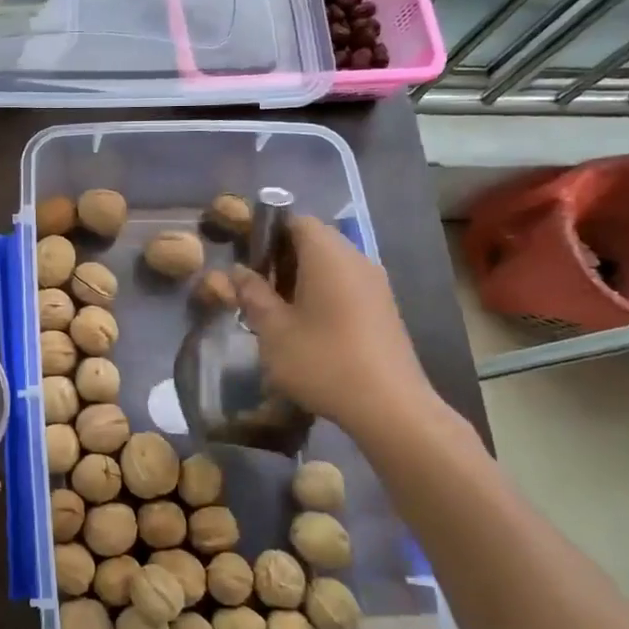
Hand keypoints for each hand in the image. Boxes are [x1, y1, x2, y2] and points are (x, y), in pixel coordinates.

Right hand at [232, 216, 444, 444]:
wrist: (390, 408)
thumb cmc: (323, 361)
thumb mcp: (273, 330)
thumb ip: (252, 294)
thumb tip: (238, 271)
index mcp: (328, 255)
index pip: (296, 221)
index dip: (266, 233)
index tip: (246, 260)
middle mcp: (356, 259)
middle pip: (314, 241)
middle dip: (281, 258)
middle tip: (256, 289)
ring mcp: (375, 285)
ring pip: (331, 265)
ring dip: (301, 279)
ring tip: (277, 311)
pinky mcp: (384, 309)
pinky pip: (347, 285)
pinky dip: (323, 294)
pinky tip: (307, 328)